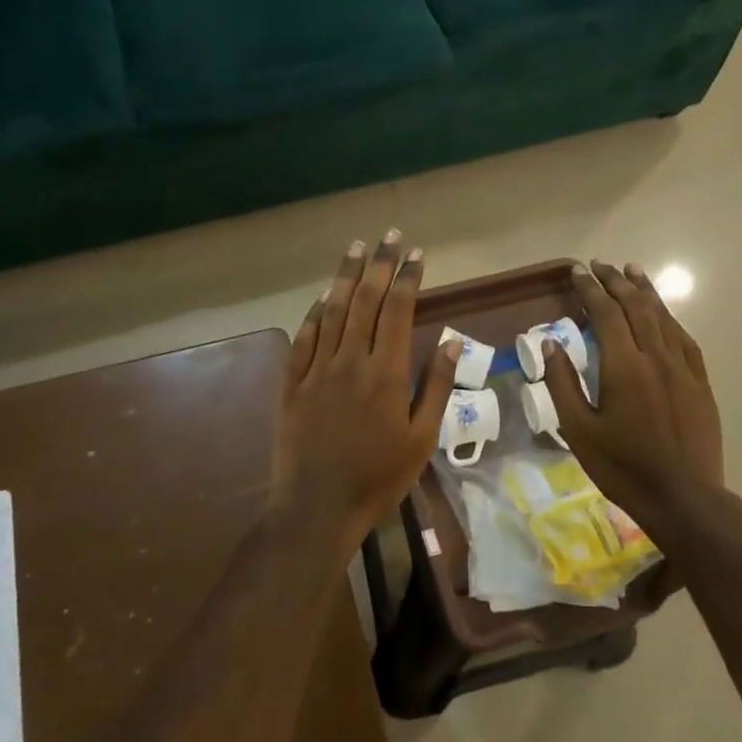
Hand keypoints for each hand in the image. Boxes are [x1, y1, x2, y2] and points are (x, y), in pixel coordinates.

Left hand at [273, 231, 457, 555]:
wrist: (317, 506)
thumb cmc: (378, 477)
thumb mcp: (421, 439)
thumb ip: (435, 386)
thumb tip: (449, 341)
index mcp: (385, 373)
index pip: (396, 310)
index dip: (406, 278)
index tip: (415, 253)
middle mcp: (349, 360)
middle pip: (364, 300)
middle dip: (377, 264)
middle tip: (388, 235)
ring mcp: (316, 369)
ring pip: (331, 311)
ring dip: (344, 277)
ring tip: (355, 248)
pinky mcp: (292, 383)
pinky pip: (304, 337)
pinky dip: (315, 313)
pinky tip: (322, 298)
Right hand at [539, 261, 731, 545]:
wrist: (683, 498)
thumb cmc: (623, 467)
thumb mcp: (579, 430)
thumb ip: (563, 383)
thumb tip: (550, 343)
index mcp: (623, 366)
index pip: (606, 313)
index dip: (590, 289)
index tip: (577, 271)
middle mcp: (655, 356)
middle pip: (636, 306)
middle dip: (616, 281)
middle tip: (599, 265)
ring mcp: (683, 368)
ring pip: (663, 317)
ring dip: (645, 291)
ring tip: (632, 271)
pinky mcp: (700, 382)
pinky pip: (684, 338)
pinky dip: (669, 318)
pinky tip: (663, 314)